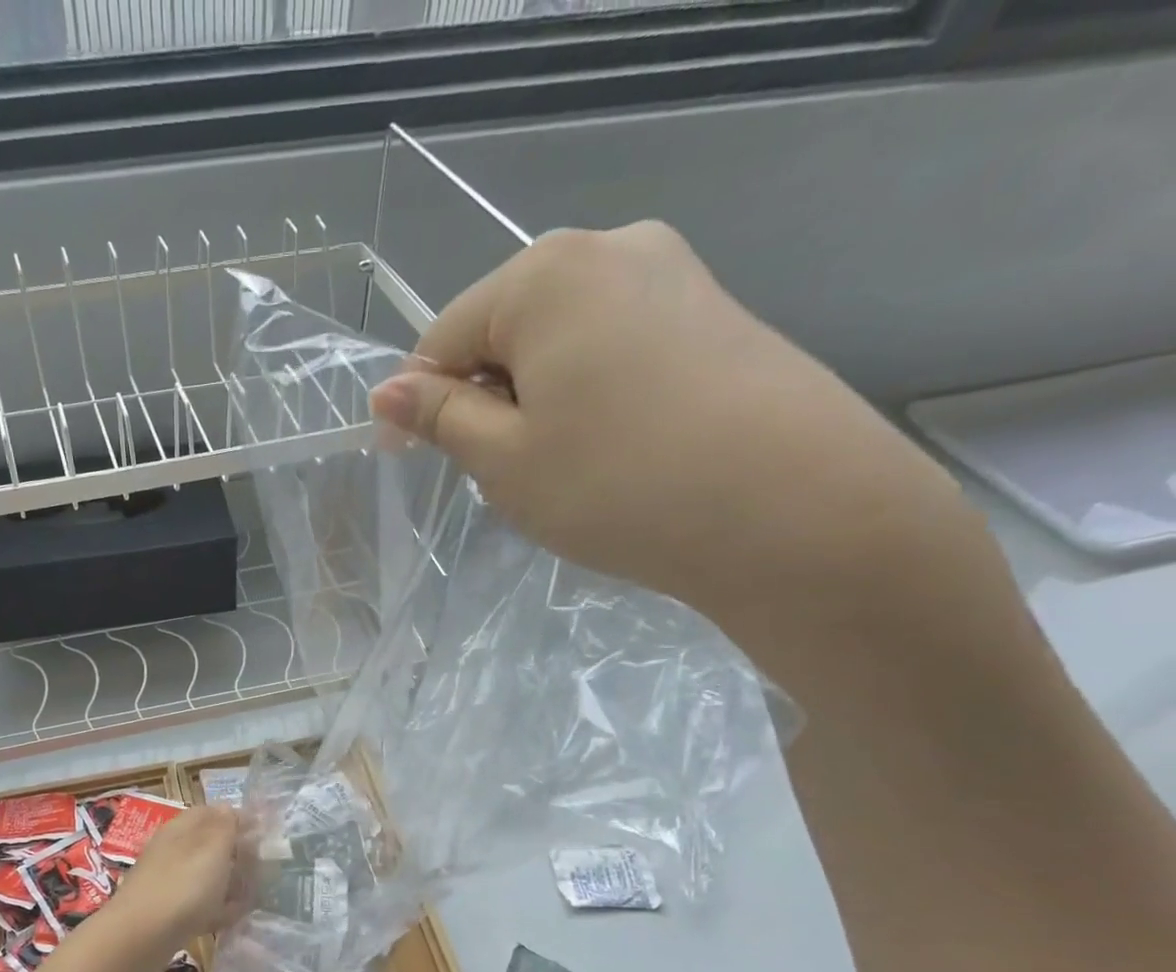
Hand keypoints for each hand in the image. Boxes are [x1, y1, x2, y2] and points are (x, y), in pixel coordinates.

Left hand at [107, 806, 249, 952]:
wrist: (140, 937)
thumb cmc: (183, 886)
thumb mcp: (212, 847)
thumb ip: (225, 825)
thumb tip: (229, 809)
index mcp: (181, 828)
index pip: (212, 813)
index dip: (238, 819)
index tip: (263, 835)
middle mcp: (172, 850)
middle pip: (209, 845)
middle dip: (236, 855)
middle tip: (261, 867)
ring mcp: (167, 881)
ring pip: (204, 875)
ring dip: (228, 883)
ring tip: (252, 894)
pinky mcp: (167, 912)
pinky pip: (198, 904)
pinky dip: (216, 908)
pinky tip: (232, 918)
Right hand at [367, 222, 956, 642]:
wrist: (795, 510)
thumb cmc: (617, 483)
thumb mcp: (504, 460)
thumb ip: (441, 417)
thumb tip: (388, 391)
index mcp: (546, 275)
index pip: (445, 336)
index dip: (416, 402)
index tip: (404, 460)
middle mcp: (612, 249)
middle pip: (507, 331)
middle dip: (484, 400)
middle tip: (493, 475)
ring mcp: (675, 275)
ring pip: (562, 344)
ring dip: (535, 404)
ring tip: (555, 471)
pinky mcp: (716, 314)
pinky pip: (615, 350)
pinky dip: (589, 398)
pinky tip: (610, 452)